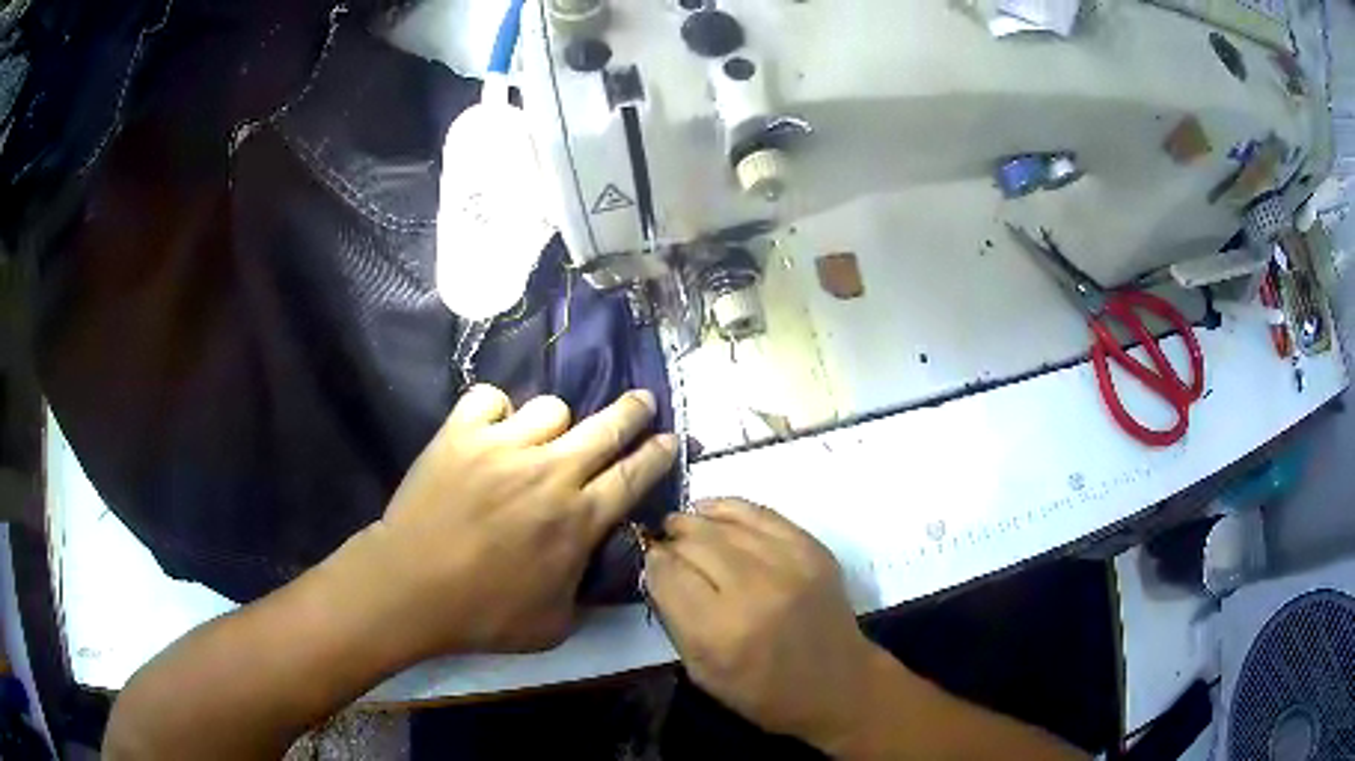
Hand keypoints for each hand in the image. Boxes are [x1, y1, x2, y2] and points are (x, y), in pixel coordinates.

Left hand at [339, 384, 676, 658]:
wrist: (410, 589)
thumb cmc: (484, 614)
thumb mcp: (554, 625)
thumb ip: (584, 593)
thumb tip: (593, 568)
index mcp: (578, 520)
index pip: (633, 475)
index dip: (658, 453)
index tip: (670, 437)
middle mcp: (551, 473)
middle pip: (606, 427)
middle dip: (633, 410)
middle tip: (643, 400)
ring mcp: (504, 447)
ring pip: (551, 407)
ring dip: (555, 423)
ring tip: (543, 436)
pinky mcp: (461, 434)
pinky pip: (490, 398)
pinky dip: (495, 410)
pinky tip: (491, 427)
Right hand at [644, 500, 880, 751]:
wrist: (838, 684)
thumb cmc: (763, 692)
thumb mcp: (703, 672)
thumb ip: (676, 619)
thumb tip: (659, 570)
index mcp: (721, 632)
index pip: (669, 575)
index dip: (653, 564)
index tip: (650, 563)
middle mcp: (754, 590)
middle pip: (694, 543)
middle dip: (671, 540)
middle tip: (664, 544)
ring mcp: (789, 564)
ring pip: (724, 524)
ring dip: (695, 521)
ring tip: (681, 525)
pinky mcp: (811, 549)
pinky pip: (760, 513)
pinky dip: (729, 508)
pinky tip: (711, 511)